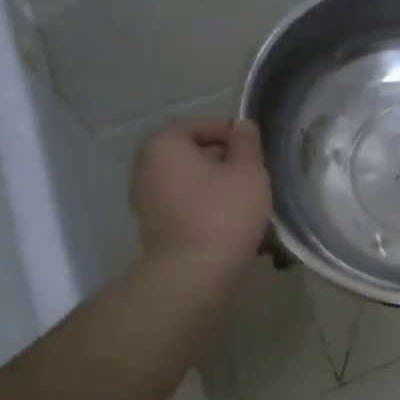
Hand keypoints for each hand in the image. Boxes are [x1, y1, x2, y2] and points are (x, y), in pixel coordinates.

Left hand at [128, 118, 271, 272]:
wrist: (192, 274)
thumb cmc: (223, 213)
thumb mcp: (248, 171)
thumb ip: (247, 142)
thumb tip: (242, 125)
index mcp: (164, 144)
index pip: (200, 125)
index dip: (230, 133)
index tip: (254, 151)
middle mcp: (146, 166)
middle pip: (191, 152)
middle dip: (223, 159)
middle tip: (253, 174)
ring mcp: (145, 198)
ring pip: (188, 179)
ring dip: (215, 184)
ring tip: (245, 198)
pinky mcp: (152, 224)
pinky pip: (182, 202)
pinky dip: (203, 204)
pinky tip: (227, 219)